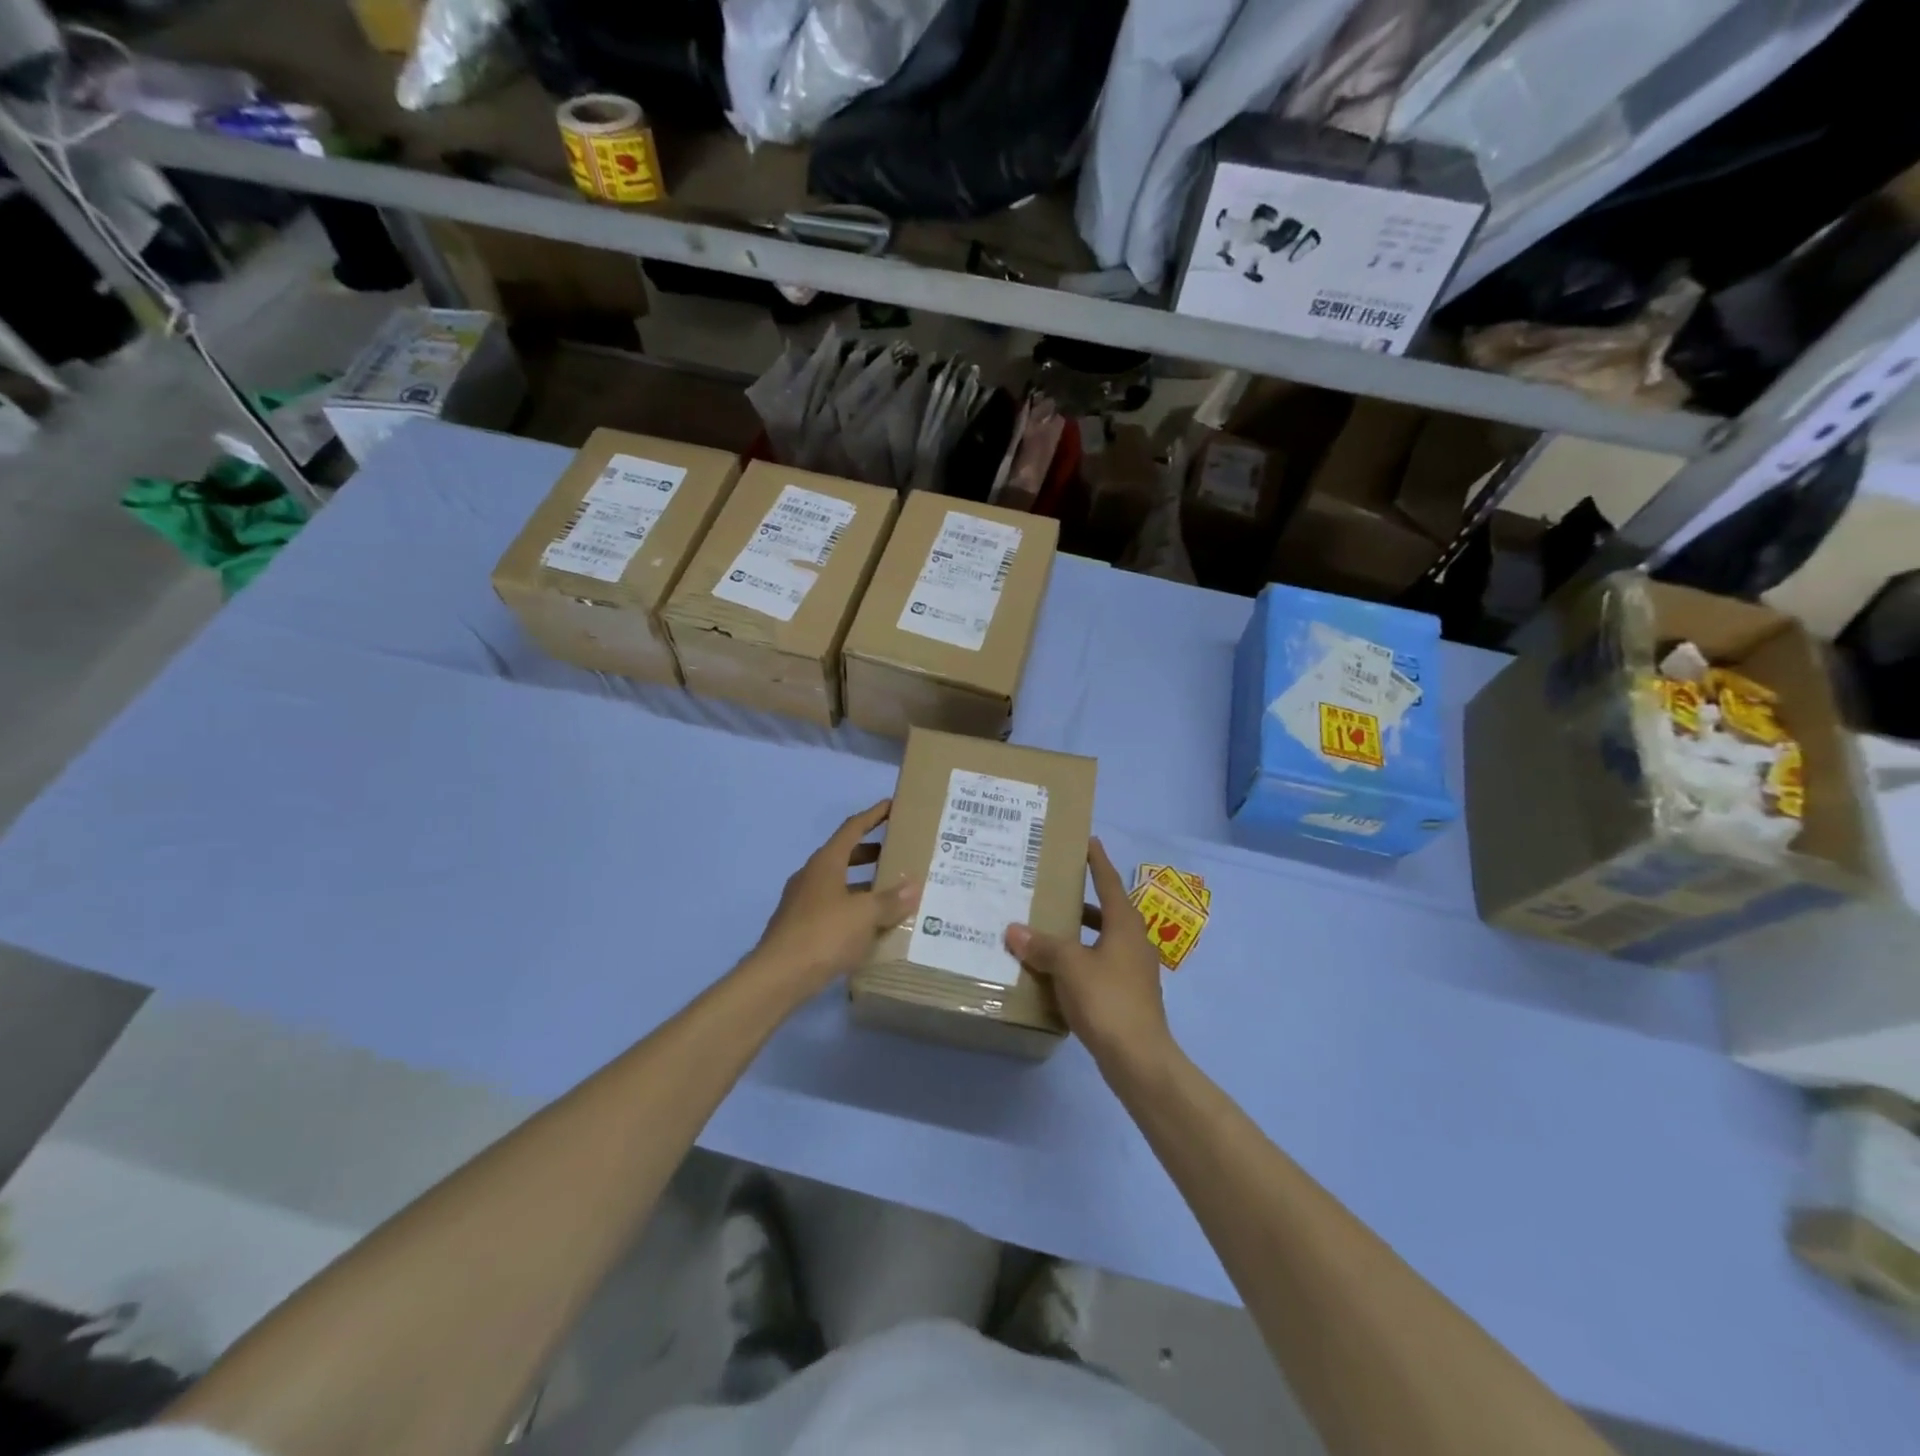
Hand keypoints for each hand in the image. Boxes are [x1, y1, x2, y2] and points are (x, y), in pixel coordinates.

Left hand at [748, 800, 919, 999]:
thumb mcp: (865, 915)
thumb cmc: (824, 934)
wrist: (778, 976)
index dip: (874, 815)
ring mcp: (803, 901)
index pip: (853, 828)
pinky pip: (833, 907)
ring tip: (891, 891)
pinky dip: (853, 907)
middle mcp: (812, 875)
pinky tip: (870, 924)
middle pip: (845, 854)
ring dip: (863, 883)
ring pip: (839, 883)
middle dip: (871, 852)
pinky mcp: (801, 926)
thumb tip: (914, 886)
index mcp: (826, 862)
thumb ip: (890, 900)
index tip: (892, 805)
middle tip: (898, 853)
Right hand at [1005, 838, 1173, 1069]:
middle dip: (1082, 899)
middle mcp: (1134, 941)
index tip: (1088, 841)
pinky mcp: (1127, 995)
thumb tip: (1014, 929)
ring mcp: (1134, 970)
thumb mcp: (1069, 966)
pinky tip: (1057, 971)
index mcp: (1125, 925)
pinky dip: (1080, 960)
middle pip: (1107, 911)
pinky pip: (1100, 965)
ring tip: (1048, 929)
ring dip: (1079, 933)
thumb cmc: (1107, 1000)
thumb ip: (1042, 945)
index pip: (1109, 882)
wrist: (1139, 1058)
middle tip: (1054, 888)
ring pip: (1103, 940)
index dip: (1097, 861)